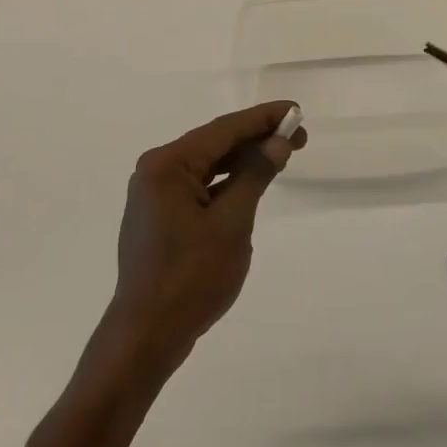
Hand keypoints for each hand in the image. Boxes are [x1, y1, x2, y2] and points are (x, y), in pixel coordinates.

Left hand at [103, 102, 303, 376]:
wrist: (146, 335)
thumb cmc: (191, 278)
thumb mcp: (231, 223)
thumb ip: (255, 176)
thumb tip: (278, 142)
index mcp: (167, 165)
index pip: (223, 130)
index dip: (263, 118)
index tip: (296, 110)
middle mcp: (156, 171)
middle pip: (214, 144)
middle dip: (257, 139)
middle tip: (299, 137)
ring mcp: (154, 194)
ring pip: (207, 166)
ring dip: (243, 160)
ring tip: (282, 155)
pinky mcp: (159, 216)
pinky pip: (199, 187)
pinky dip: (227, 183)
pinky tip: (251, 182)